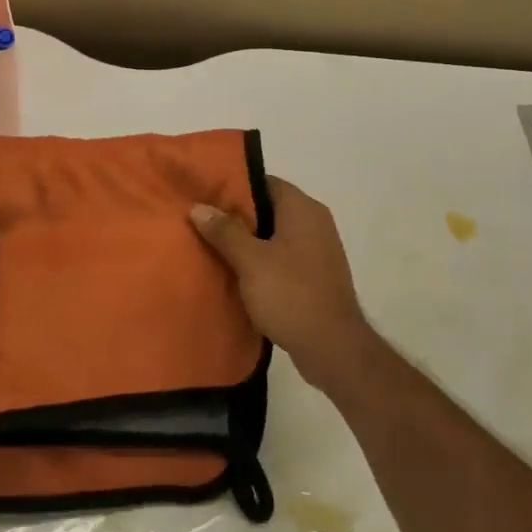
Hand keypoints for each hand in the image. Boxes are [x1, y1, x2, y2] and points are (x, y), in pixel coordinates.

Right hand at [191, 177, 379, 397]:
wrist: (333, 348)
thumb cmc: (291, 294)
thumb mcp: (250, 261)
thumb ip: (224, 231)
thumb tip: (199, 207)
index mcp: (303, 209)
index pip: (264, 183)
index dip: (233, 186)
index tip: (205, 195)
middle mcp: (315, 223)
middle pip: (268, 209)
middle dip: (236, 216)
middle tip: (201, 221)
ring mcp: (318, 251)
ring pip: (273, 235)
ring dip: (246, 241)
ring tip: (211, 247)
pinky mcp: (315, 276)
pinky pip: (281, 258)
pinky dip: (260, 261)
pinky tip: (236, 273)